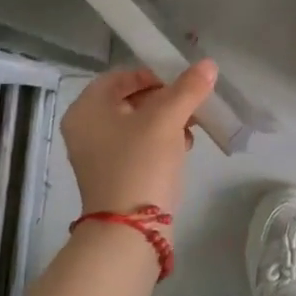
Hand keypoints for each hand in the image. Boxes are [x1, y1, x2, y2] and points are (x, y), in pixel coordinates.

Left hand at [59, 61, 217, 217]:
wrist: (130, 231)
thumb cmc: (141, 163)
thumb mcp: (167, 119)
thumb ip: (188, 88)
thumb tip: (209, 64)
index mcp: (87, 108)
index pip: (122, 76)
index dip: (155, 74)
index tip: (183, 84)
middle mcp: (86, 128)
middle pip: (131, 99)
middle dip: (166, 99)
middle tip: (192, 104)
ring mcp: (98, 154)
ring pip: (138, 124)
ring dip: (167, 121)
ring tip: (193, 126)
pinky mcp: (114, 175)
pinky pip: (139, 146)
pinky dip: (161, 142)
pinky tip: (184, 147)